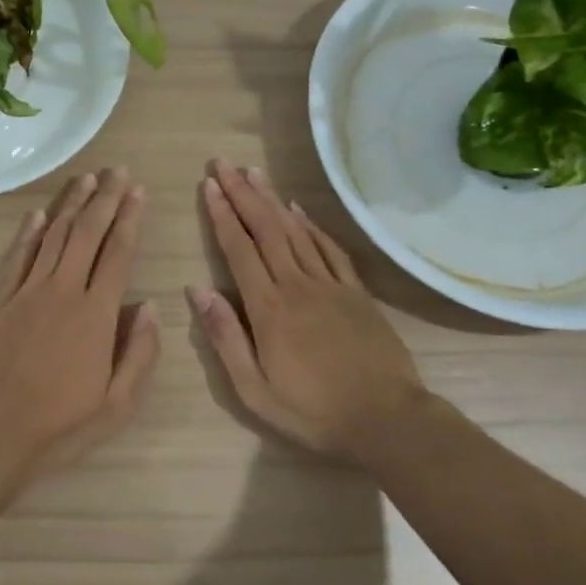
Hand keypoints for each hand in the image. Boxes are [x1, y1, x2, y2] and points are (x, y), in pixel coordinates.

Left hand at [0, 168, 160, 487]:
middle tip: (117, 171)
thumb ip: (139, 353)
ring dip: (71, 205)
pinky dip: (30, 232)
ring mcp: (27, 292)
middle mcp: (63, 291)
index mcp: (97, 314)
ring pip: (54, 236)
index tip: (139, 191)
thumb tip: (150, 306)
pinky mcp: (0, 300)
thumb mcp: (117, 405)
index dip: (130, 219)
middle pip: (87, 233)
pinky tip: (39, 213)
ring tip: (87, 179)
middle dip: (105, 199)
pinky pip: (19, 256)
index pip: (118, 254)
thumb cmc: (60, 426)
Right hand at [188, 160, 433, 462]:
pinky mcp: (356, 292)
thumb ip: (225, 338)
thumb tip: (198, 290)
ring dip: (272, 200)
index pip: (239, 250)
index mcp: (269, 309)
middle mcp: (297, 286)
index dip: (222, 215)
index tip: (208, 185)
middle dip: (242, 194)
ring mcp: (330, 285)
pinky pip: (329, 248)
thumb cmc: (313, 412)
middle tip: (224, 164)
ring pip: (295, 231)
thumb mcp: (254, 390)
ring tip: (253, 173)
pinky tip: (298, 210)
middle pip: (265, 230)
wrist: (387, 420)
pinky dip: (311, 225)